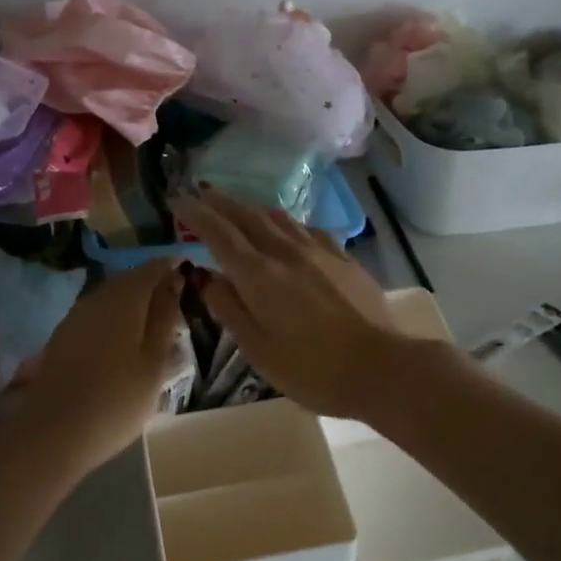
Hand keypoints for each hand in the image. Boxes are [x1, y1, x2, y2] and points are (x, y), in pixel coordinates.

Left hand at [15, 260, 184, 474]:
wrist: (53, 433)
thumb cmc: (117, 401)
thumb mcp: (154, 362)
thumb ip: (165, 317)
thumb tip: (175, 279)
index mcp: (125, 298)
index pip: (153, 267)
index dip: (173, 267)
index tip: (192, 279)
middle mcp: (98, 296)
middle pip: (130, 278)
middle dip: (153, 285)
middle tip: (177, 307)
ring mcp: (76, 314)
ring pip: (112, 295)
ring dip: (134, 302)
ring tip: (153, 327)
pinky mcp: (63, 334)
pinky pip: (96, 313)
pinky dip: (115, 318)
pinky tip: (122, 342)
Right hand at [176, 192, 408, 418]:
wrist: (383, 367)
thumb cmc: (313, 369)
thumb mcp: (259, 350)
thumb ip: (229, 308)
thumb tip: (205, 277)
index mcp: (258, 276)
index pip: (219, 233)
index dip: (196, 214)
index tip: (177, 201)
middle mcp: (285, 252)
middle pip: (246, 216)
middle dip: (220, 202)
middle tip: (200, 192)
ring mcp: (317, 251)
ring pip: (277, 217)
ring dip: (251, 207)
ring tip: (237, 204)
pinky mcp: (342, 257)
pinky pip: (305, 228)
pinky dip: (284, 222)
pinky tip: (286, 229)